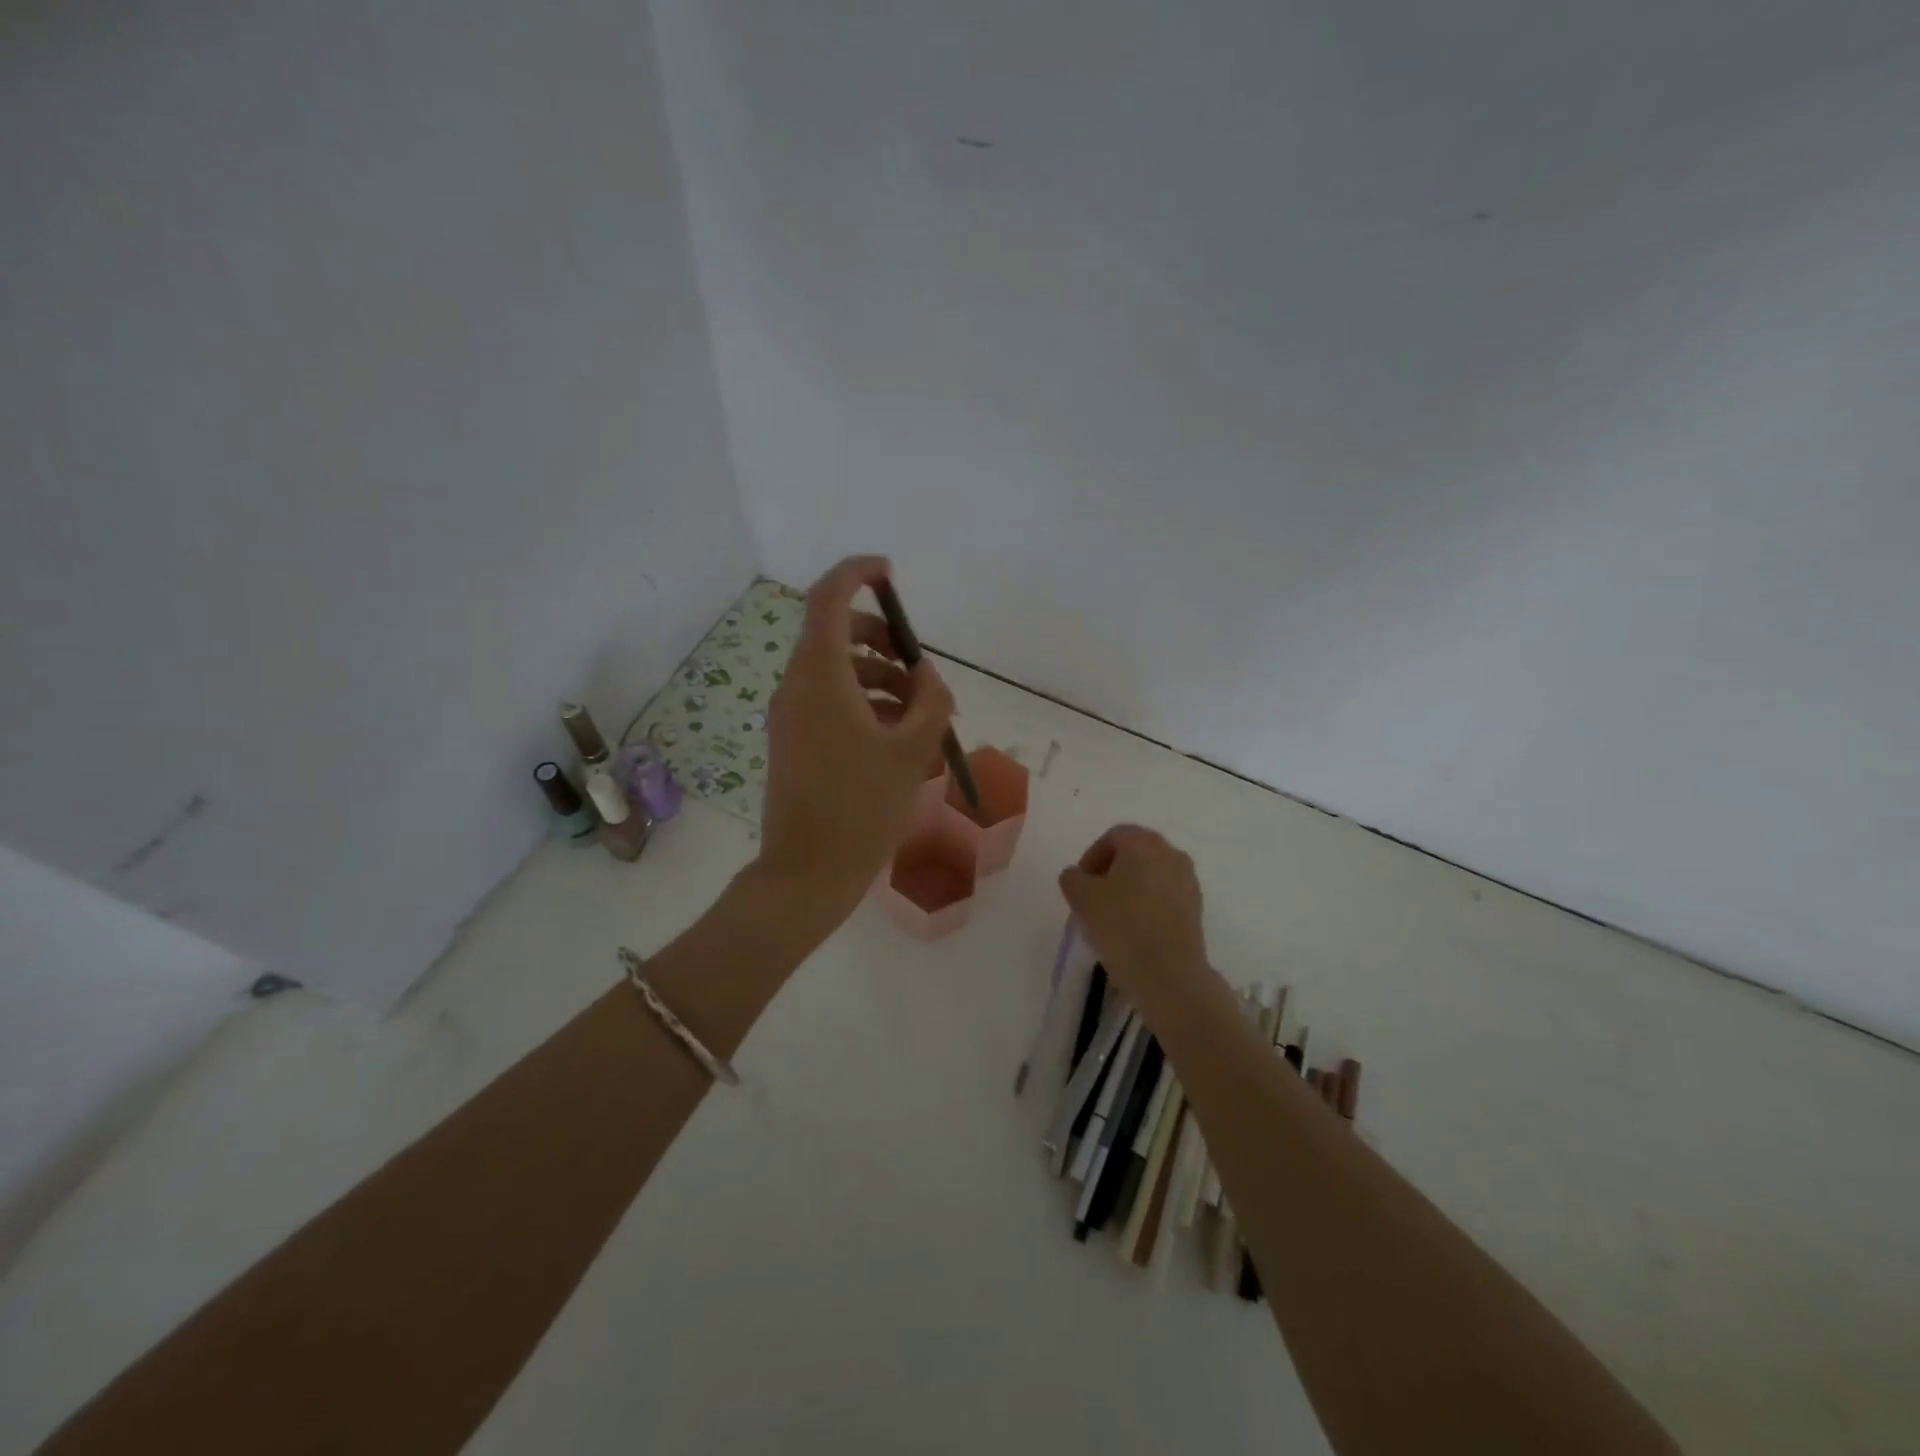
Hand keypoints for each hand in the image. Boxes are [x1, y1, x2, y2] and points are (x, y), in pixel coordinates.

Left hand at [756, 556, 955, 918]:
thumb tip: (928, 677)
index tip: (889, 573)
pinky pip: (829, 700)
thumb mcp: (913, 751)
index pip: (828, 598)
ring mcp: (790, 715)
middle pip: (835, 633)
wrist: (807, 873)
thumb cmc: (862, 808)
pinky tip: (896, 735)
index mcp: (820, 677)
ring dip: (879, 676)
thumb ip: (931, 701)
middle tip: (918, 668)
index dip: (857, 573)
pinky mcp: (793, 740)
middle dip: (881, 638)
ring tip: (920, 713)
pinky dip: (863, 702)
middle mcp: (797, 686)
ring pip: (836, 670)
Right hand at [1059, 825, 1210, 1016]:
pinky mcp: (1196, 909)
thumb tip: (1078, 876)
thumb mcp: (1081, 898)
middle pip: (1134, 853)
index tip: (1080, 884)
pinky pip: (1164, 896)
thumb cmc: (1121, 925)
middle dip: (1111, 872)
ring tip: (1112, 918)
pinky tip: (1133, 931)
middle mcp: (1171, 853)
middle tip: (1092, 899)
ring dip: (1130, 889)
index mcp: (1144, 842)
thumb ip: (1072, 877)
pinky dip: (1147, 905)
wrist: (1169, 974)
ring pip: (1151, 875)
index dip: (1091, 857)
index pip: (1113, 836)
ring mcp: (1188, 881)